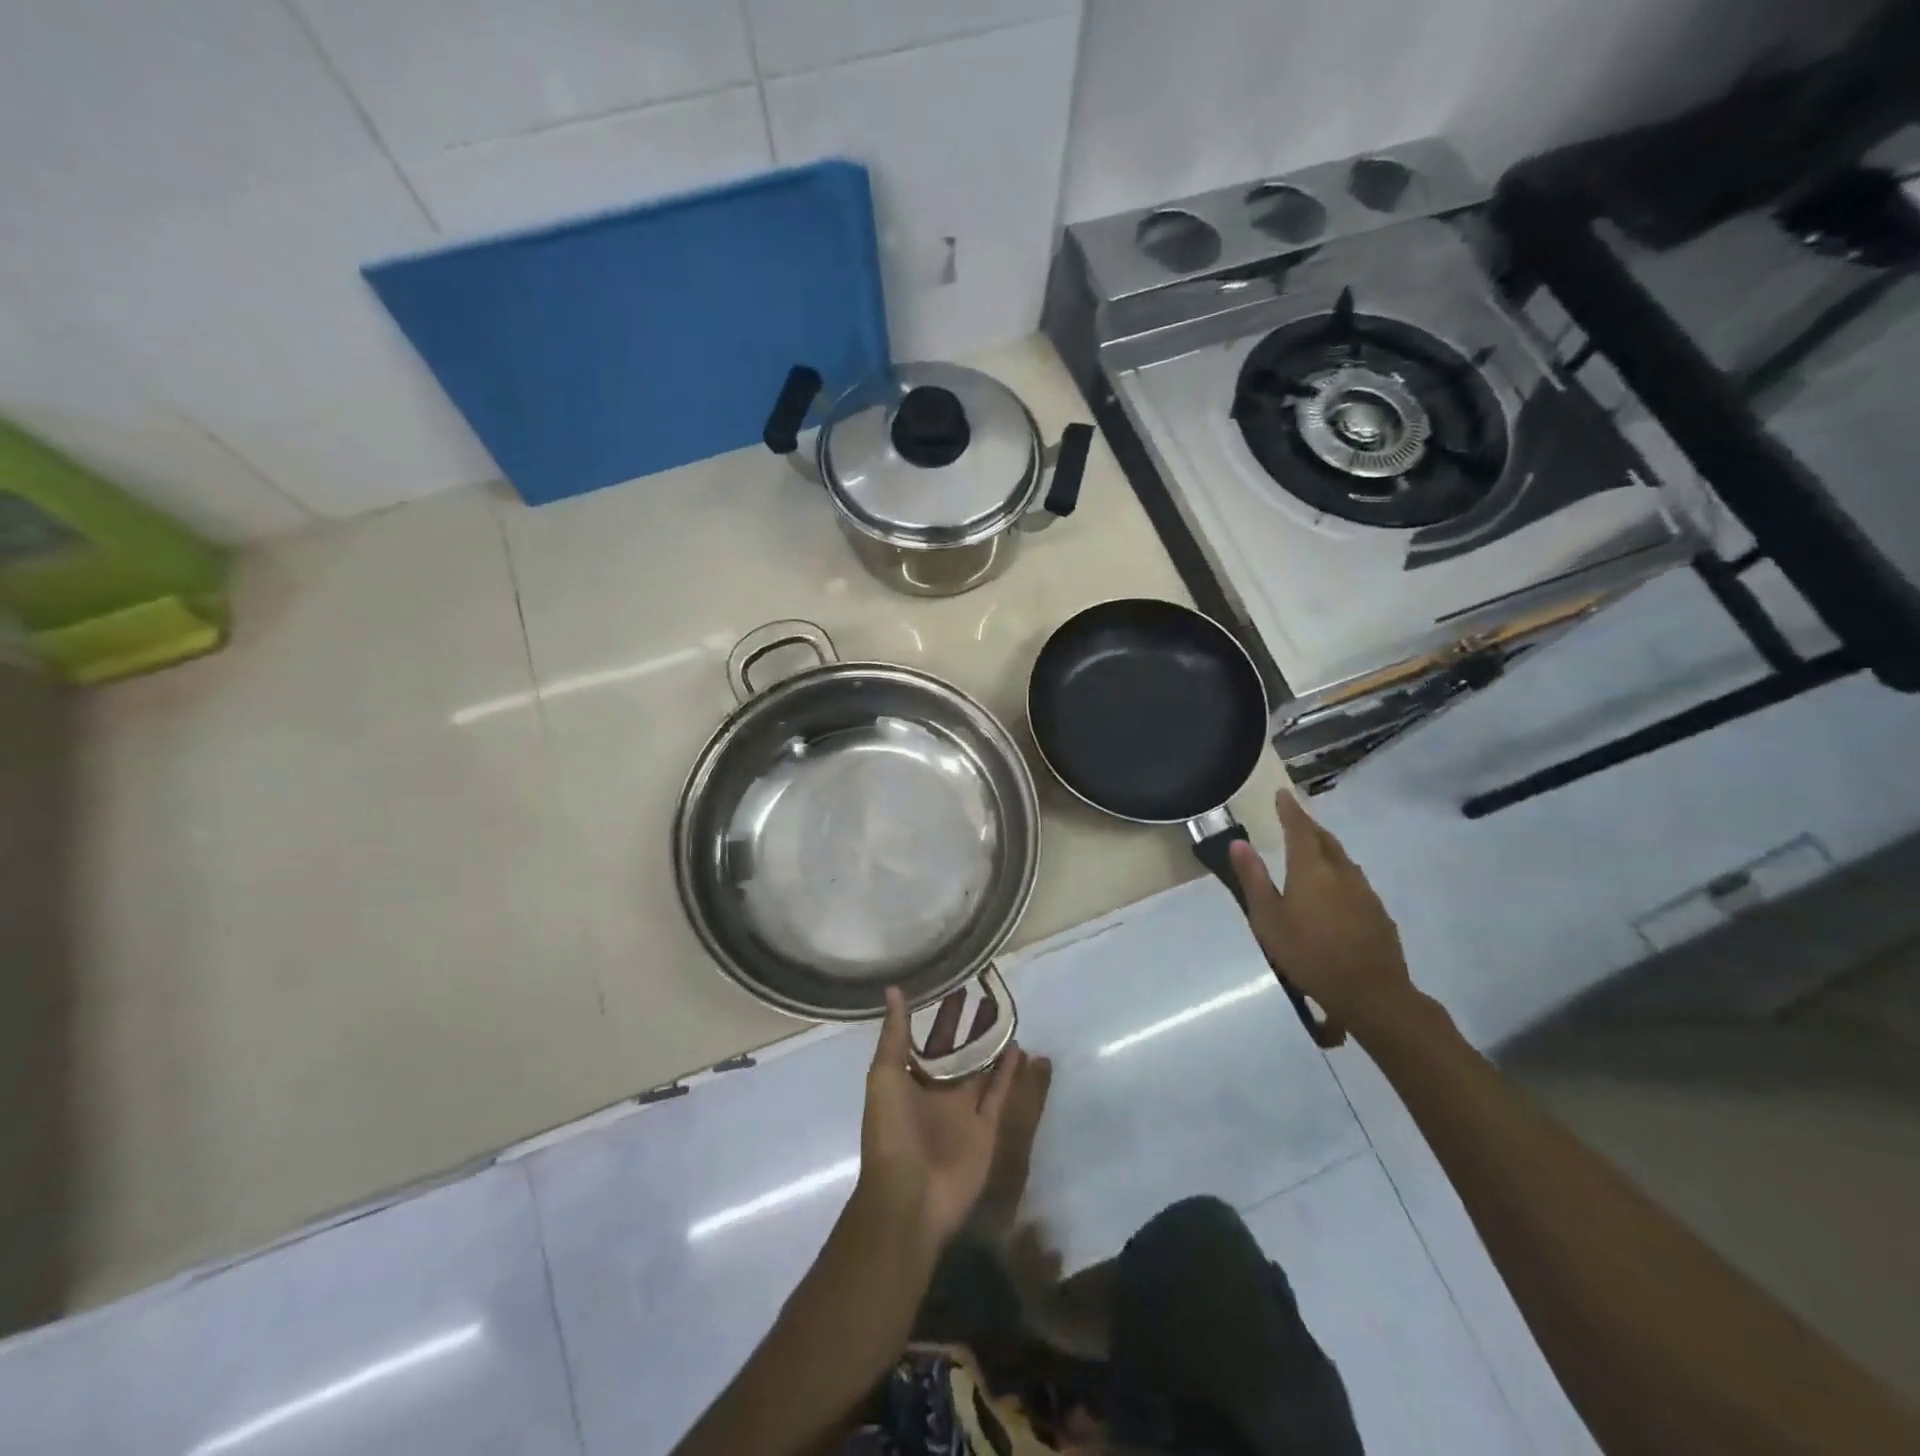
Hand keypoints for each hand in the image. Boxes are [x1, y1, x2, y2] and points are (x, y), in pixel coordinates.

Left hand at [857, 986, 1022, 1249]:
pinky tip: (1018, 1048)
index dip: (942, 1015)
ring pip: (981, 1069)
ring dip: (991, 1044)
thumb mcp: (885, 1076)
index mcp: (910, 1081)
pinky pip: (998, 1094)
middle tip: (987, 992)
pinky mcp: (986, 1128)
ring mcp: (963, 1111)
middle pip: (958, 1052)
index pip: (928, 1040)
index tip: (957, 985)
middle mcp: (938, 1093)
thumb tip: (893, 989)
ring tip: (1006, 1013)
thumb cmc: (892, 1132)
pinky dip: (1008, 1073)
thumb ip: (895, 1035)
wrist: (909, 1198)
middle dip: (969, 1025)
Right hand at [1228, 791, 1414, 1034]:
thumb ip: (1253, 879)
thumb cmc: (1309, 954)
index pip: (1299, 829)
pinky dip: (1339, 873)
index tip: (1283, 794)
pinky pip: (1354, 881)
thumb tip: (1238, 843)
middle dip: (1309, 826)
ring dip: (1326, 848)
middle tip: (1295, 818)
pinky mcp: (1378, 912)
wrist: (1371, 993)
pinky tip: (1334, 889)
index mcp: (1311, 870)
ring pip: (1343, 859)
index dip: (1290, 810)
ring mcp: (1364, 892)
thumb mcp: (1268, 919)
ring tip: (1313, 849)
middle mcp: (1341, 872)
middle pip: (1325, 840)